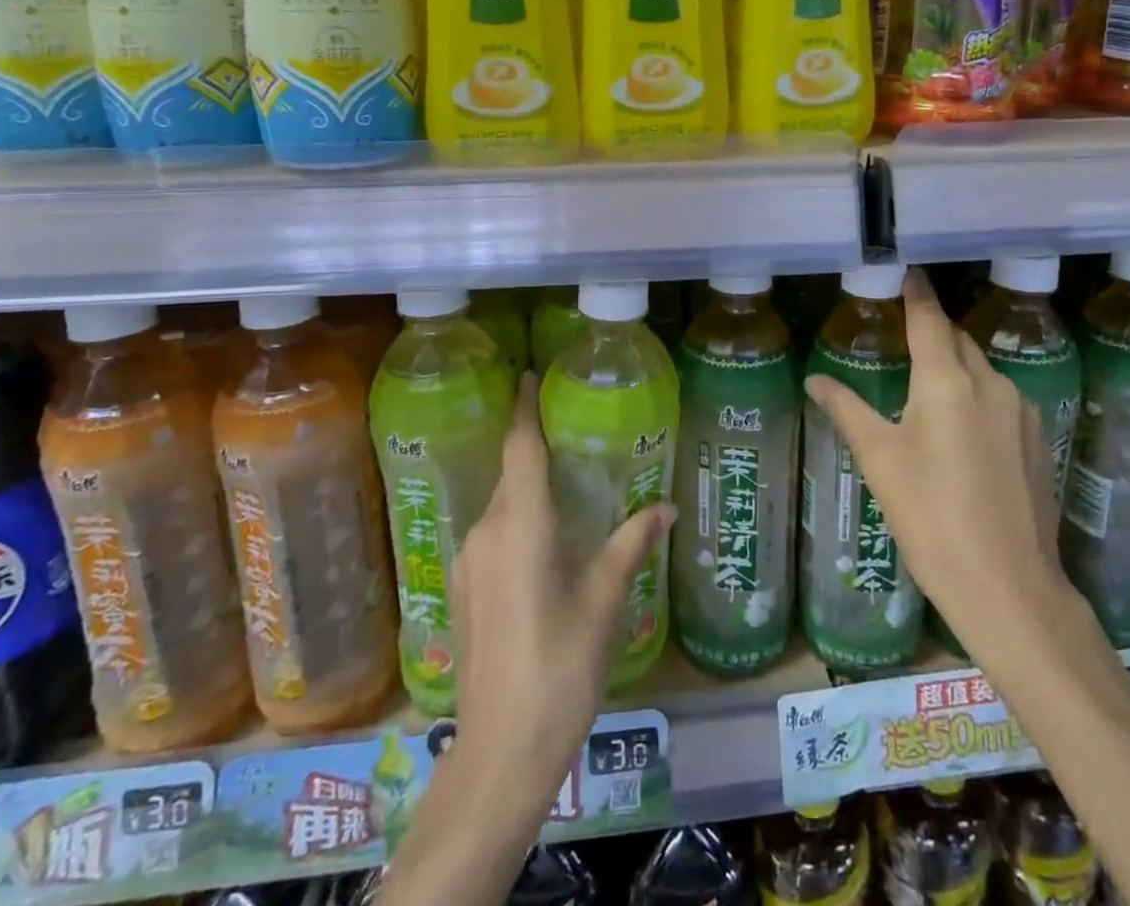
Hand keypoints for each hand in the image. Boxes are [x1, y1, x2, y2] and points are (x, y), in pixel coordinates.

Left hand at [448, 372, 675, 800]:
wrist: (501, 754)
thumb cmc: (561, 666)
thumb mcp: (605, 600)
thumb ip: (632, 543)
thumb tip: (667, 508)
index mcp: (521, 524)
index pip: (520, 447)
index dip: (525, 408)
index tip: (529, 376)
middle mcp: (487, 531)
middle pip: (512, 474)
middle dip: (535, 450)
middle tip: (572, 434)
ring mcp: (468, 563)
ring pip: (502, 507)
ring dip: (528, 492)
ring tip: (566, 488)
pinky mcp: (462, 592)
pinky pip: (493, 537)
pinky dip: (518, 524)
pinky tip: (544, 546)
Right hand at [804, 270, 1070, 660]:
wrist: (1008, 587)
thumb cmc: (931, 517)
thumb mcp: (880, 461)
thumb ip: (847, 410)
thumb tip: (815, 380)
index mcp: (947, 381)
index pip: (929, 318)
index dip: (916, 293)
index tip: (906, 272)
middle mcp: (990, 383)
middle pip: (956, 340)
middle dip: (932, 332)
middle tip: (902, 338)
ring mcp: (1020, 410)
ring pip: (980, 369)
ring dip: (954, 366)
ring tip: (925, 391)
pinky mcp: (1037, 438)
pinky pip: (999, 398)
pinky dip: (975, 396)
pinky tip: (959, 431)